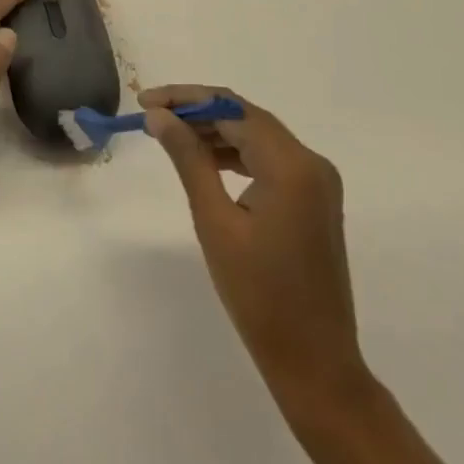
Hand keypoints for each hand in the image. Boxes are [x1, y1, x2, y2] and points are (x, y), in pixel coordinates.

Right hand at [142, 85, 368, 407]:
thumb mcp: (215, 222)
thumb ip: (188, 160)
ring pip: (258, 136)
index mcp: (291, 165)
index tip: (145, 101)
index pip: (231, 109)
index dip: (185, 99)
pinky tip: (206, 160)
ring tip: (171, 136)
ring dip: (215, 131)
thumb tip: (159, 116)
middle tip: (153, 115)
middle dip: (198, 111)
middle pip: (246, 117)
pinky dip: (237, 154)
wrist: (315, 364)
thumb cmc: (259, 297)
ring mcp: (318, 180)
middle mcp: (311, 161)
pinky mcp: (315, 198)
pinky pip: (270, 159)